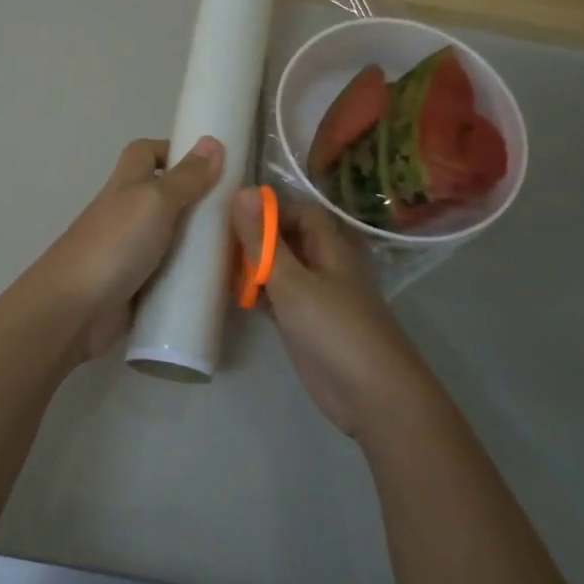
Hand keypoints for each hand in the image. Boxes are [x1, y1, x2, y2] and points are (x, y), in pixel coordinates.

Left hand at [38, 137, 224, 360]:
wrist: (74, 310)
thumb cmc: (114, 245)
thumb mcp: (154, 202)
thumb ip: (185, 178)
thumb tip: (213, 142)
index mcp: (127, 185)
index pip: (146, 153)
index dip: (174, 151)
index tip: (211, 164)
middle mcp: (129, 214)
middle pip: (166, 197)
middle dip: (199, 202)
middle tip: (239, 213)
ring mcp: (133, 253)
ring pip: (174, 239)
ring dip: (201, 243)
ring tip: (242, 250)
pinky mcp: (139, 288)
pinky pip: (172, 276)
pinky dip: (193, 278)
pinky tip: (222, 284)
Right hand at [230, 188, 434, 437]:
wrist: (371, 394)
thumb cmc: (334, 328)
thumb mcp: (292, 281)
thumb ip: (264, 240)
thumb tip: (243, 190)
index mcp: (329, 246)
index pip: (299, 210)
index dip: (269, 207)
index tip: (230, 210)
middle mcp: (323, 265)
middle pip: (287, 238)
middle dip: (255, 234)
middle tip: (212, 233)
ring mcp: (314, 296)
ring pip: (279, 268)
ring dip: (253, 264)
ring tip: (212, 258)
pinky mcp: (303, 324)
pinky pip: (276, 297)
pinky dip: (255, 292)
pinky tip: (229, 292)